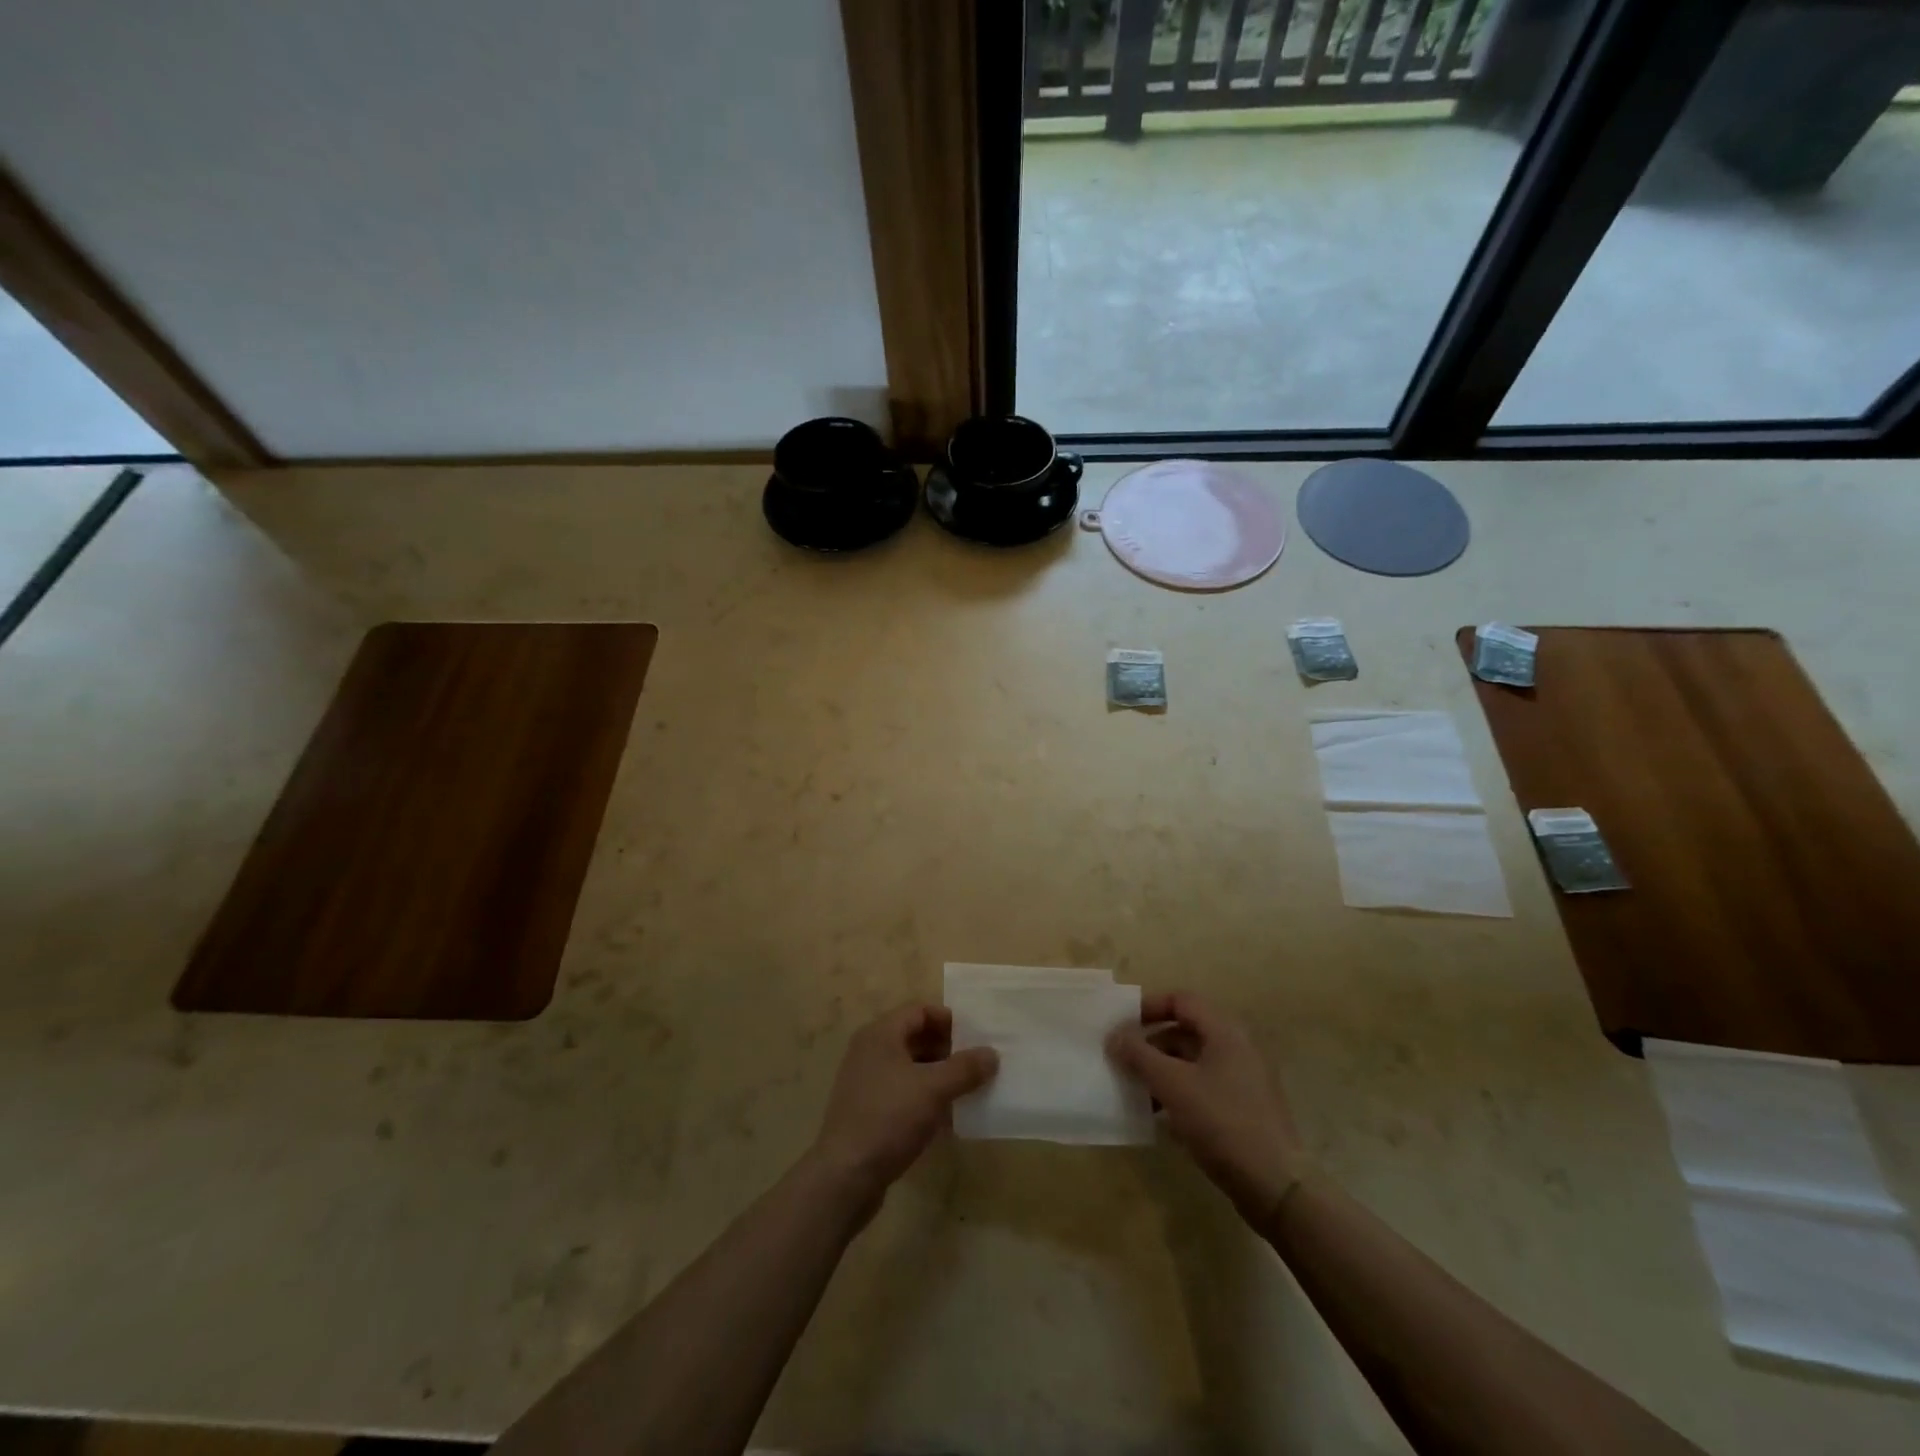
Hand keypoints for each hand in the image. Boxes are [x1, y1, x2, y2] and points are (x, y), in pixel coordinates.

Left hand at [809, 1004, 998, 1204]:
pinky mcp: (866, 1110)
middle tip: (975, 1064)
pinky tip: (944, 1116)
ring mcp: (865, 1081)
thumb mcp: (934, 1089)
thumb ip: (965, 1068)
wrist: (845, 1175)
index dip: (949, 1020)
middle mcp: (869, 1051)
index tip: (975, 1037)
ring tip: (966, 1090)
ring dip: (937, 1074)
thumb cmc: (890, 1118)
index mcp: (880, 1034)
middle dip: (946, 1048)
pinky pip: (901, 1091)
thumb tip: (992, 1053)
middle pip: (914, 1037)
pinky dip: (923, 1096)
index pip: (919, 1010)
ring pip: (909, 1067)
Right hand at [1108, 992, 1307, 1222]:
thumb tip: (1114, 1036)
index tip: (1122, 1024)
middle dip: (1152, 1044)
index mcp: (1226, 1032)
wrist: (1276, 1186)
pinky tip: (1162, 1117)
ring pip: (1194, 1062)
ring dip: (1163, 1071)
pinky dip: (1180, 1092)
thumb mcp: (1173, 1085)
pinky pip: (1205, 1087)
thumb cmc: (1223, 1122)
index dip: (1149, 1007)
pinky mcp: (1245, 1109)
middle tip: (1124, 1061)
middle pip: (1187, 1031)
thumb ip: (1139, 1055)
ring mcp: (1245, 1080)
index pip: (1182, 1000)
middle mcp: (1238, 1048)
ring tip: (1137, 1092)